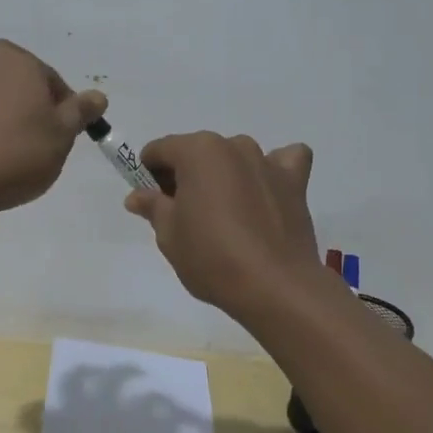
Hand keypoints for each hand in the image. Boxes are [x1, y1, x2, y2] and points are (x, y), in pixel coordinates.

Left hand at [0, 40, 106, 215]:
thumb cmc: (22, 152)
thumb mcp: (64, 133)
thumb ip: (80, 111)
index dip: (63, 104)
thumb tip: (97, 96)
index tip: (68, 131)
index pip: (49, 78)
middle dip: (21, 94)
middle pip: (8, 75)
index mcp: (15, 62)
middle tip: (37, 131)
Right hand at [124, 132, 329, 318]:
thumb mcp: (169, 235)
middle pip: (199, 153)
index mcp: (198, 150)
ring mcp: (267, 161)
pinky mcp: (295, 182)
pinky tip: (267, 191)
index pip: (160, 150)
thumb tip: (137, 196)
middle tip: (184, 215)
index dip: (148, 174)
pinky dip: (274, 171)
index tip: (151, 201)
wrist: (274, 286)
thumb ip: (153, 206)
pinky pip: (284, 161)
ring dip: (226, 175)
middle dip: (187, 176)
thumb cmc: (211, 256)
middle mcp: (234, 145)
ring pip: (236, 158)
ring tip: (226, 213)